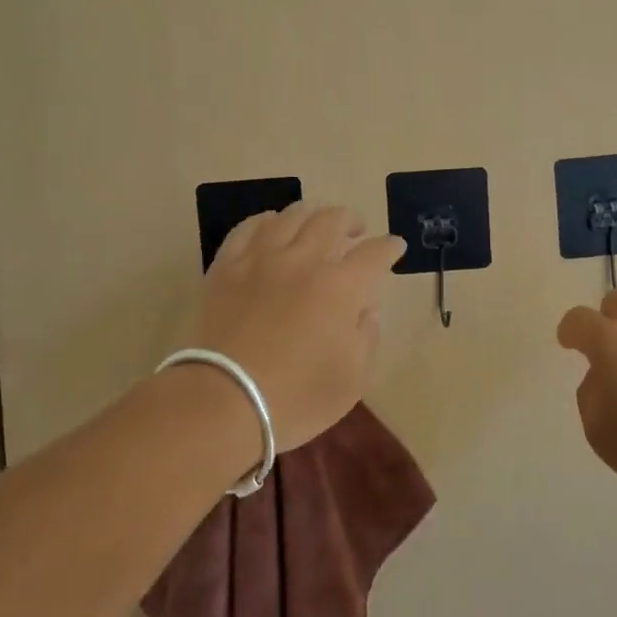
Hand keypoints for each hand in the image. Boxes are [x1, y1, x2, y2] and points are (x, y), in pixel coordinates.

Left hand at [183, 203, 404, 450]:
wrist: (221, 402)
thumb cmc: (294, 398)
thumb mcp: (351, 380)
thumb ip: (367, 338)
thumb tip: (366, 310)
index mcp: (340, 288)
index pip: (374, 254)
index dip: (389, 247)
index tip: (395, 247)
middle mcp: (303, 261)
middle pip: (332, 220)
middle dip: (351, 220)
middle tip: (356, 231)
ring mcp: (261, 259)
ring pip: (291, 216)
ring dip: (312, 214)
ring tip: (316, 223)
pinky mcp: (226, 266)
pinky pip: (249, 227)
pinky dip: (266, 221)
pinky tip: (271, 226)